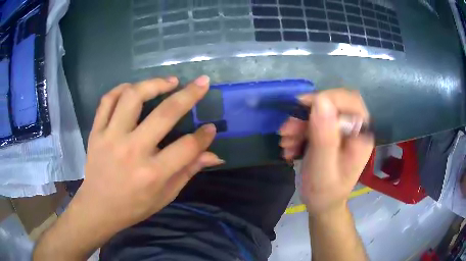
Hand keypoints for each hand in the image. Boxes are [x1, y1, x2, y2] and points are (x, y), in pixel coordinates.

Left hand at [74, 75, 223, 236]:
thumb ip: (188, 172)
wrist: (99, 207)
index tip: (211, 127)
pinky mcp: (96, 132)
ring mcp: (110, 138)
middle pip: (165, 114)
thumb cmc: (134, 206)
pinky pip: (107, 101)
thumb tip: (214, 155)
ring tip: (170, 82)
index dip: (204, 136)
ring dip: (154, 83)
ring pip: (133, 97)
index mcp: (153, 174)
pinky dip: (122, 89)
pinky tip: (134, 88)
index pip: (187, 146)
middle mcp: (132, 151)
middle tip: (202, 83)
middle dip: (189, 95)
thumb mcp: (165, 196)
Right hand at [279, 89, 373, 214]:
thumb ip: (324, 137)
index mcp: (360, 136)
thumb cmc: (325, 192)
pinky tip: (289, 146)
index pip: (350, 101)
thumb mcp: (323, 168)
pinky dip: (298, 131)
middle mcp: (353, 129)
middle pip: (332, 104)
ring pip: (319, 113)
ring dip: (299, 124)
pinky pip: (312, 123)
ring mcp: (341, 131)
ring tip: (285, 142)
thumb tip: (320, 101)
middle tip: (287, 129)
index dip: (327, 98)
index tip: (301, 106)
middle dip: (307, 114)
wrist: (322, 205)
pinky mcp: (329, 134)